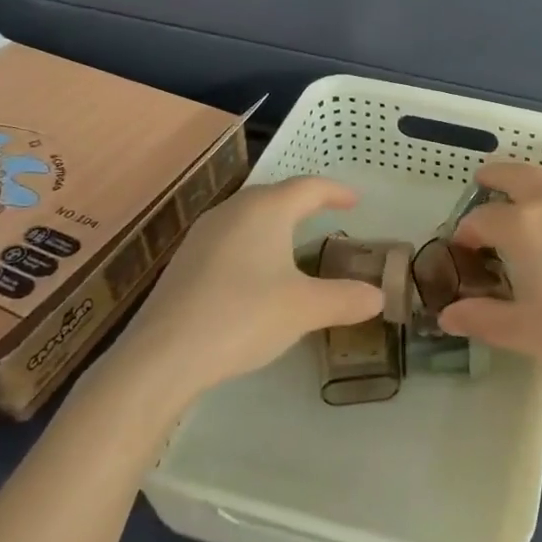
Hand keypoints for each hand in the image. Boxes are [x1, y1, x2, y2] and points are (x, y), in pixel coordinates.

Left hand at [103, 177, 379, 395]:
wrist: (162, 355)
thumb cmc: (244, 316)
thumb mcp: (305, 309)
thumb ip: (345, 299)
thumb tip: (378, 296)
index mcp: (266, 210)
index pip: (309, 187)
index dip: (336, 191)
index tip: (355, 201)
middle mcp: (233, 211)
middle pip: (276, 194)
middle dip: (304, 202)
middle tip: (327, 214)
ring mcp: (203, 234)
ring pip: (249, 215)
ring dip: (276, 221)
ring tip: (294, 240)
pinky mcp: (185, 261)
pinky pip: (230, 237)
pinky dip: (253, 242)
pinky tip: (255, 271)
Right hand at [439, 162, 541, 366]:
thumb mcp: (529, 330)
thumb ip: (484, 320)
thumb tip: (447, 315)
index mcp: (521, 225)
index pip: (480, 219)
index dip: (466, 233)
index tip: (464, 250)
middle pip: (512, 173)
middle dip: (492, 177)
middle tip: (481, 182)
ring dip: (529, 185)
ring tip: (526, 204)